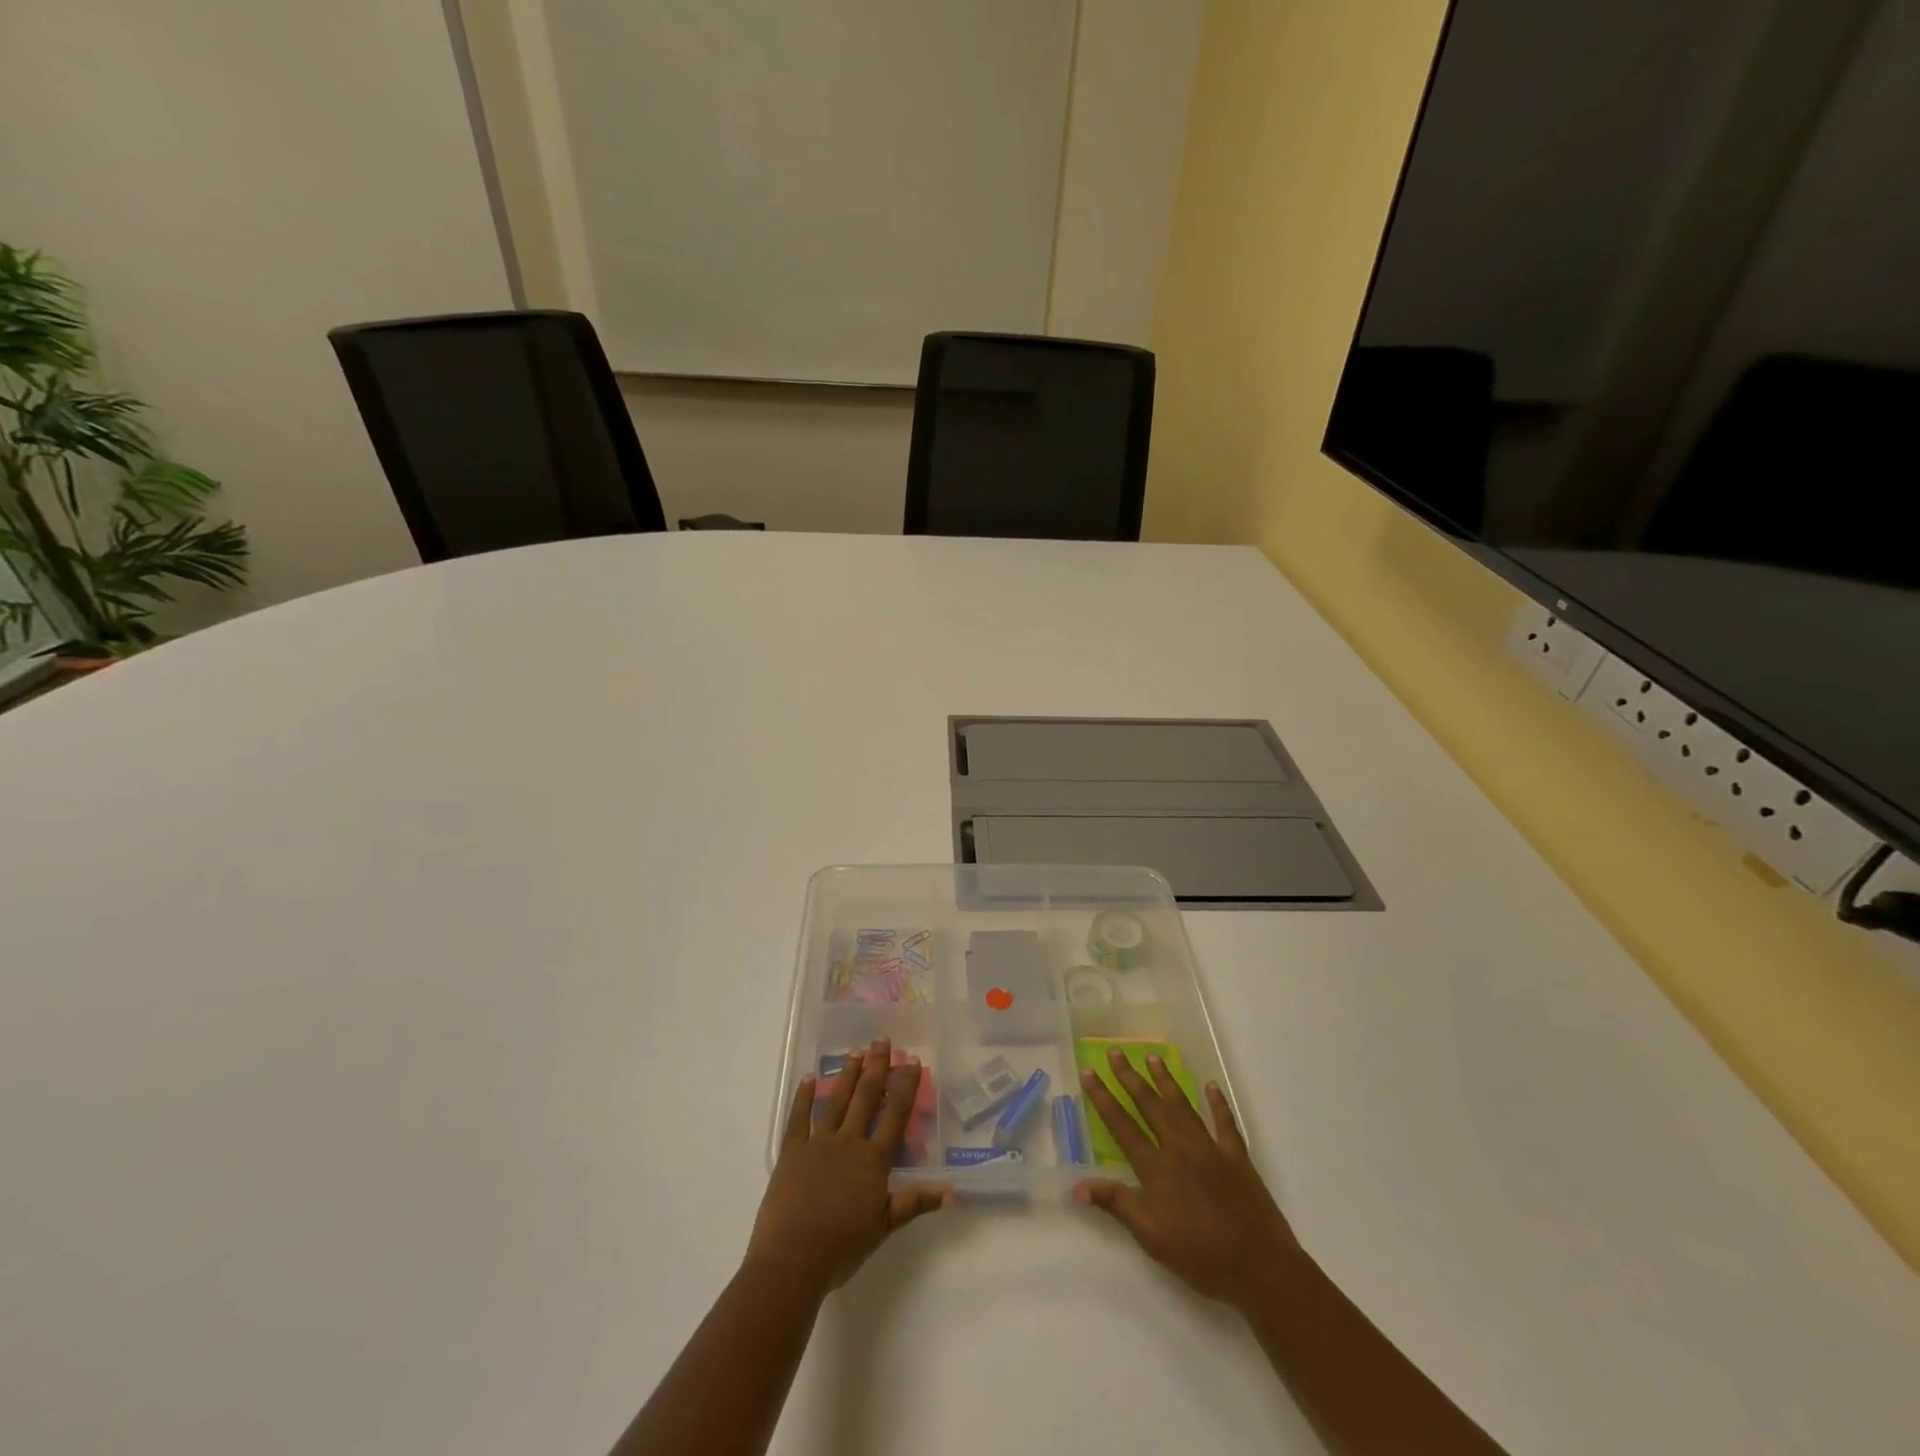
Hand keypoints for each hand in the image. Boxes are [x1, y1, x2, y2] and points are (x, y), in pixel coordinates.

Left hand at [747, 1037, 953, 1294]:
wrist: (792, 1260)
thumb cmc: (842, 1247)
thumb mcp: (884, 1227)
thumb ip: (915, 1203)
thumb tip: (953, 1192)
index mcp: (873, 1160)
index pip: (894, 1115)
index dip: (904, 1087)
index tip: (912, 1061)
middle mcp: (848, 1143)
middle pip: (865, 1097)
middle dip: (876, 1067)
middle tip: (882, 1039)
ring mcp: (818, 1144)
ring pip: (836, 1101)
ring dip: (846, 1074)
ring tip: (855, 1051)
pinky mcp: (791, 1152)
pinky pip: (798, 1118)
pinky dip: (803, 1097)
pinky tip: (808, 1078)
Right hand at [1074, 1047, 1297, 1308]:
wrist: (1259, 1266)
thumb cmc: (1200, 1256)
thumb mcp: (1150, 1237)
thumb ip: (1116, 1204)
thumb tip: (1078, 1185)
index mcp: (1156, 1167)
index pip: (1121, 1125)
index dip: (1103, 1098)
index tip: (1089, 1072)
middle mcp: (1179, 1147)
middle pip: (1150, 1105)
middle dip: (1130, 1078)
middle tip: (1116, 1052)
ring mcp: (1210, 1148)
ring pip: (1182, 1105)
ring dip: (1165, 1080)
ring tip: (1152, 1057)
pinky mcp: (1236, 1156)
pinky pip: (1225, 1122)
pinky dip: (1218, 1102)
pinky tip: (1211, 1086)